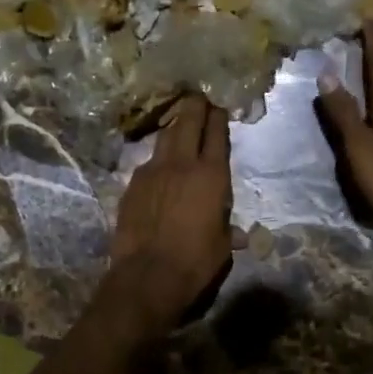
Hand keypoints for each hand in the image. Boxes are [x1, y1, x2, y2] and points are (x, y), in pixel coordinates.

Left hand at [103, 95, 232, 331]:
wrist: (147, 276)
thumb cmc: (195, 262)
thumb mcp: (222, 247)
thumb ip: (229, 231)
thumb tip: (240, 234)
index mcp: (211, 175)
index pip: (216, 134)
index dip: (218, 116)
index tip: (219, 105)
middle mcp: (182, 164)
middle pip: (187, 122)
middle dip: (194, 106)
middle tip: (198, 96)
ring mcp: (153, 171)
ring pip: (165, 137)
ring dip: (174, 127)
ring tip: (179, 123)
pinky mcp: (132, 184)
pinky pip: (148, 162)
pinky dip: (157, 158)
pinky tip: (159, 166)